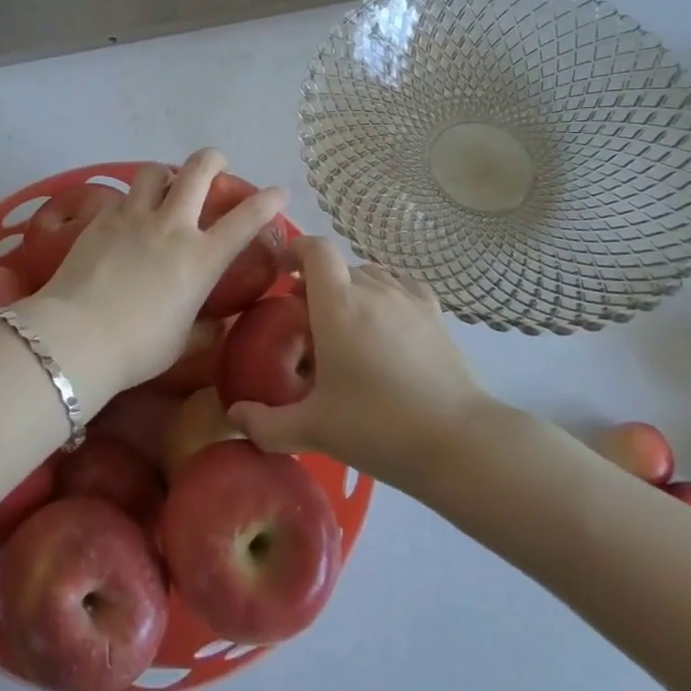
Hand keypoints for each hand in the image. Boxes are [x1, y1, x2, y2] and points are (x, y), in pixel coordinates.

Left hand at [29, 150, 284, 403]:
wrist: (77, 336)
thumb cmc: (138, 348)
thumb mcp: (182, 342)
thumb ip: (205, 328)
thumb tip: (217, 325)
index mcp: (201, 258)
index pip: (246, 219)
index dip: (268, 200)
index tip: (280, 192)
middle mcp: (172, 226)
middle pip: (198, 170)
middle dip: (213, 160)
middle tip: (217, 166)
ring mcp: (134, 217)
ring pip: (154, 171)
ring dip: (166, 173)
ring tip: (165, 186)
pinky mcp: (101, 219)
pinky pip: (122, 196)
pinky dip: (132, 200)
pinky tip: (127, 217)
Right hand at [228, 236, 500, 487]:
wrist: (458, 440)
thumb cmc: (377, 426)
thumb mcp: (313, 429)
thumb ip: (266, 424)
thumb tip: (233, 415)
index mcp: (337, 303)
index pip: (315, 250)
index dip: (296, 250)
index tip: (283, 272)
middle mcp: (372, 288)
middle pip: (339, 266)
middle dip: (318, 282)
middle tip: (308, 320)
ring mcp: (408, 298)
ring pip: (370, 275)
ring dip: (352, 288)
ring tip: (347, 324)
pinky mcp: (435, 313)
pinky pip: (401, 286)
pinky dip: (386, 293)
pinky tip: (386, 320)